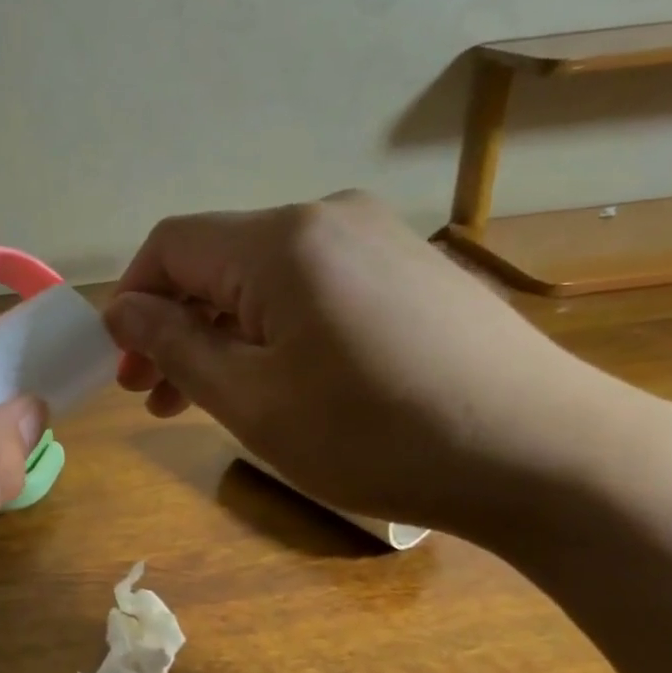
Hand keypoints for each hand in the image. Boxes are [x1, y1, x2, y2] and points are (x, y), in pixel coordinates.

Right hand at [105, 191, 638, 539]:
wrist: (548, 455)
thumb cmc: (378, 434)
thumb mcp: (252, 402)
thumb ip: (176, 346)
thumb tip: (123, 310)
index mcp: (281, 240)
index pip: (171, 246)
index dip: (133, 301)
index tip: (127, 366)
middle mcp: (327, 218)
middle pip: (218, 261)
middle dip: (176, 325)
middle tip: (156, 396)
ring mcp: (378, 239)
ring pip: (266, 278)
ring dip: (225, 333)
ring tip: (211, 399)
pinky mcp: (411, 269)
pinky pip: (317, 287)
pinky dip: (278, 329)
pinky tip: (285, 381)